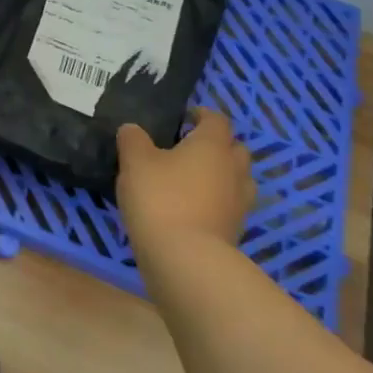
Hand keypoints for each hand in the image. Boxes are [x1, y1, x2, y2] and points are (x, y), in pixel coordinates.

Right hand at [115, 109, 255, 262]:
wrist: (185, 258)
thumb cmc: (160, 197)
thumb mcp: (134, 161)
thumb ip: (133, 139)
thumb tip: (132, 129)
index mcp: (212, 145)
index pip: (216, 120)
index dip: (201, 114)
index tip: (184, 117)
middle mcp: (233, 169)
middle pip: (235, 148)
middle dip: (216, 145)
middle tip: (188, 148)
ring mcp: (239, 202)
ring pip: (237, 178)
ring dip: (220, 174)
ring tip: (191, 179)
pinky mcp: (236, 229)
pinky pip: (230, 205)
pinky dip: (216, 201)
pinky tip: (192, 207)